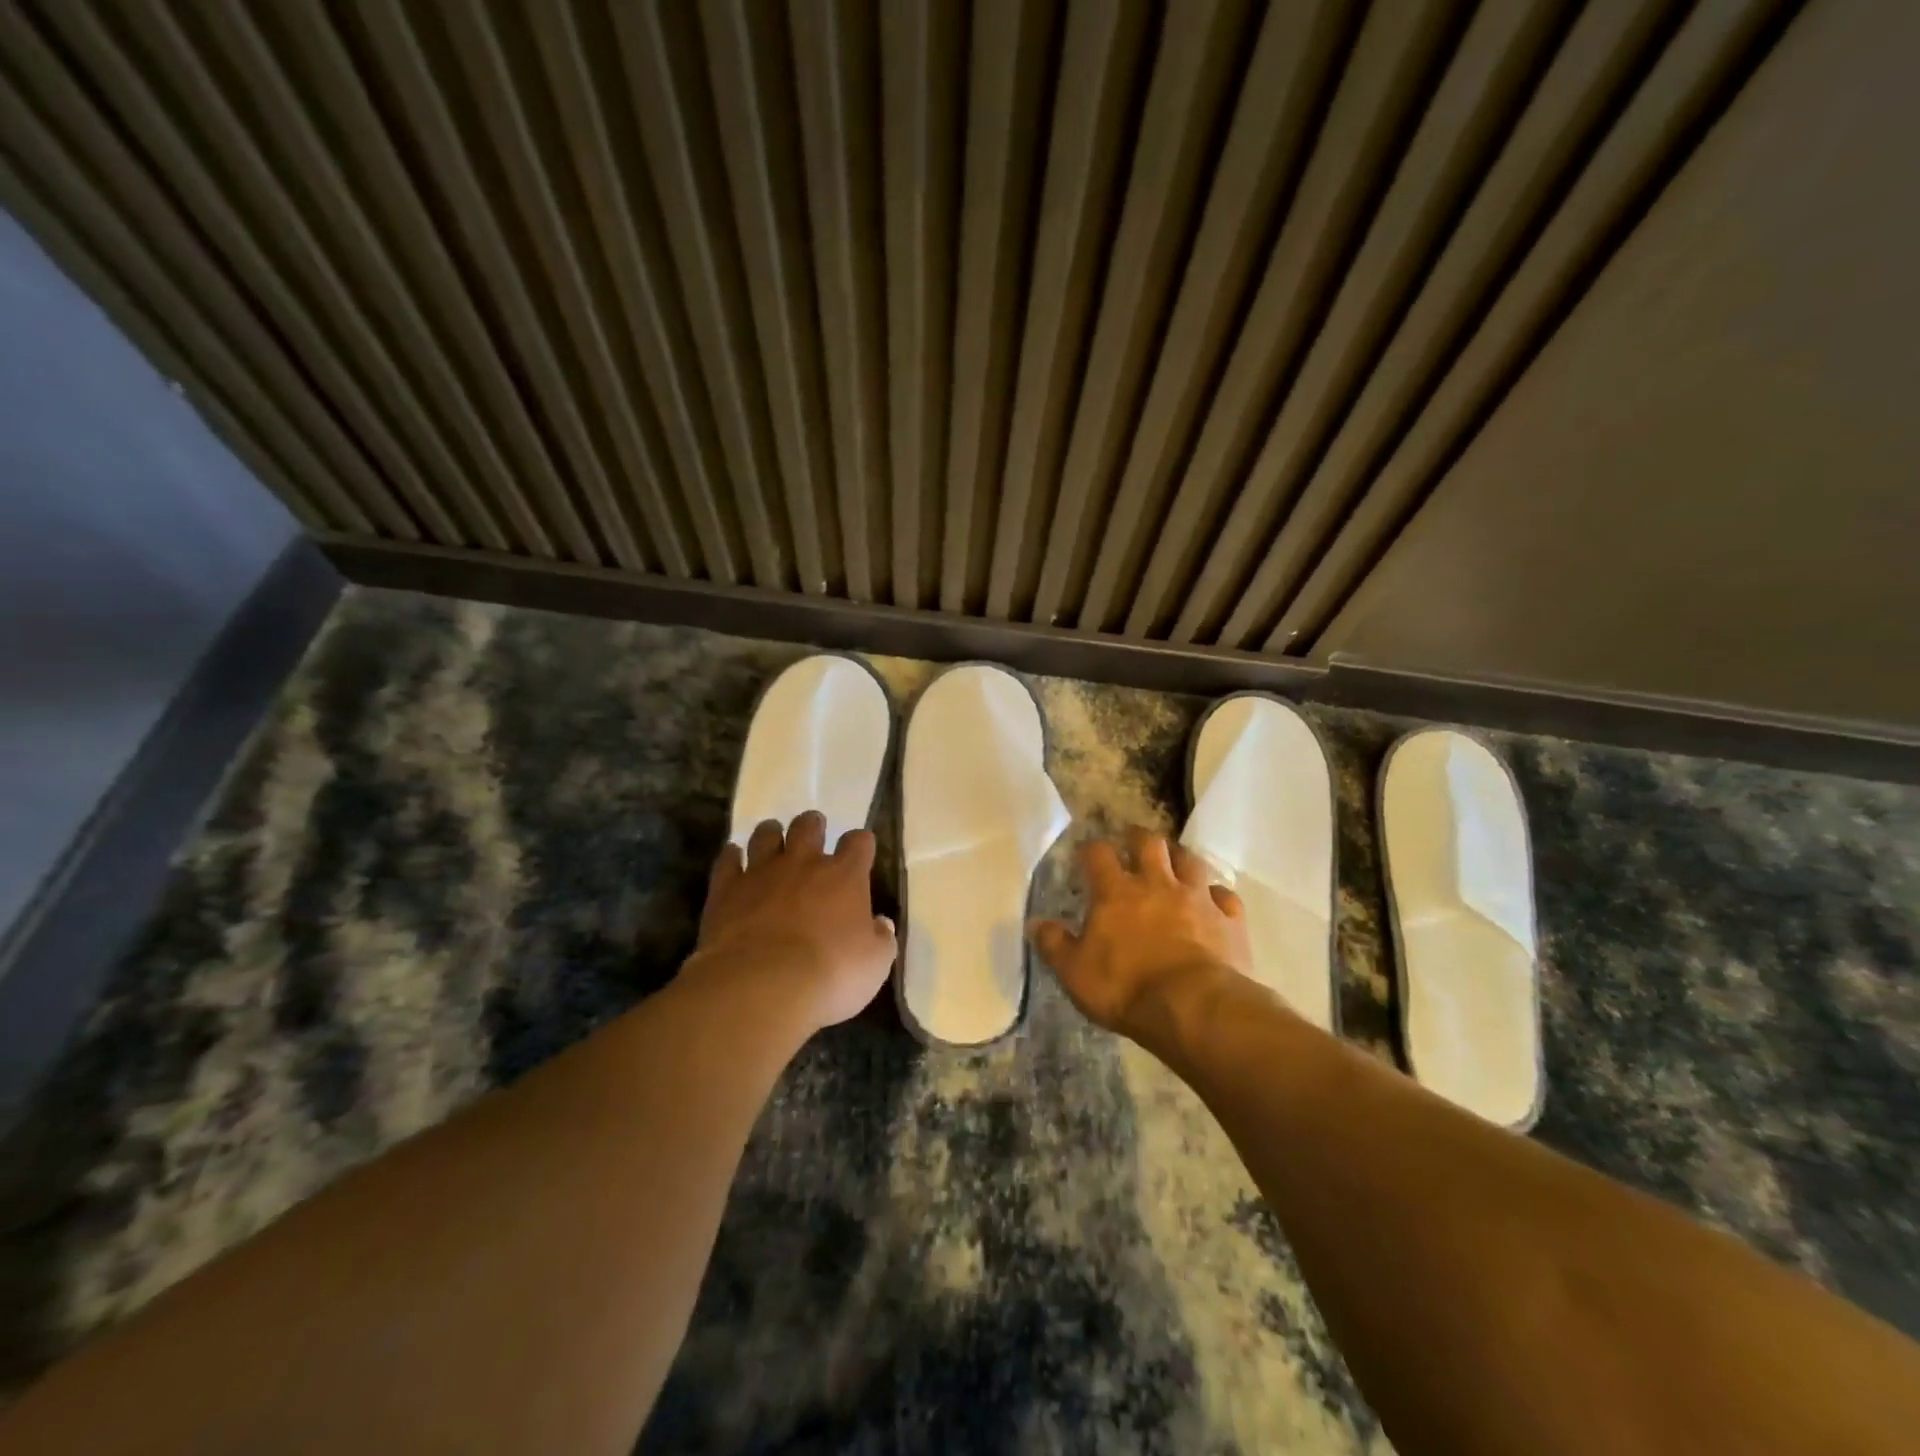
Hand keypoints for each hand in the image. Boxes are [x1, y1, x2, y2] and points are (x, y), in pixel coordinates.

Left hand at [690, 811, 896, 1032]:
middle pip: (808, 826)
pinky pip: (727, 860)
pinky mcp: (726, 890)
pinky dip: (732, 857)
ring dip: (771, 835)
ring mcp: (762, 872)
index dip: (860, 844)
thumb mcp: (875, 964)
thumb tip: (880, 924)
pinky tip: (734, 860)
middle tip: (813, 836)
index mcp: (845, 876)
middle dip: (813, 826)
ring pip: (766, 835)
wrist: (761, 986)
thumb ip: (881, 939)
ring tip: (773, 842)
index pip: (858, 842)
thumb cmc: (830, 974)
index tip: (860, 852)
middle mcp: (804, 863)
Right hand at [1029, 826, 1250, 1044]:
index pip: (1098, 854)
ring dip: (1180, 858)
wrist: (1194, 1008)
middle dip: (1138, 838)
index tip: (1086, 853)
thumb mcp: (1075, 972)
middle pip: (1149, 843)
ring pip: (1191, 860)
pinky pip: (1225, 896)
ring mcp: (1196, 898)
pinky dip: (1217, 895)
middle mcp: (1157, 884)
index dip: (1091, 849)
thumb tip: (1035, 923)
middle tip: (1132, 843)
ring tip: (1174, 862)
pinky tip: (1213, 902)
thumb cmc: (1125, 988)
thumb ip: (1054, 945)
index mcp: (1116, 892)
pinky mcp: (1228, 919)